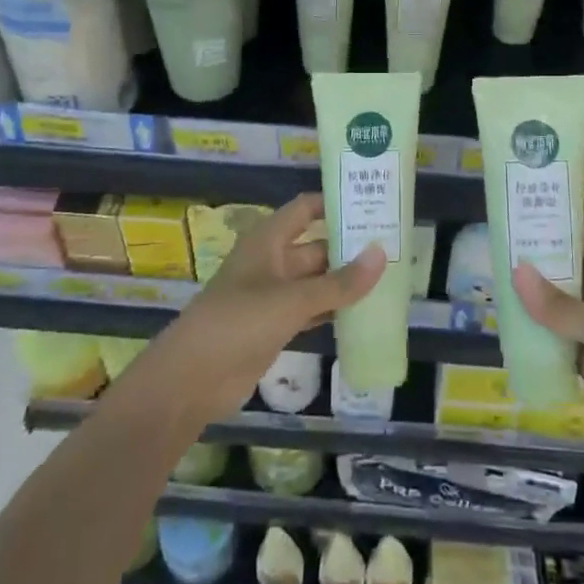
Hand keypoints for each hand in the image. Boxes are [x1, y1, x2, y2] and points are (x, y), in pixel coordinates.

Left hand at [152, 194, 385, 424]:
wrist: (190, 380)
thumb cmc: (238, 323)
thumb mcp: (292, 300)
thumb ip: (339, 282)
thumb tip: (382, 254)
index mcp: (268, 240)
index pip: (305, 209)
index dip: (334, 203)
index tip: (372, 202)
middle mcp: (271, 262)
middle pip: (316, 246)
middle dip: (349, 248)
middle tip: (394, 247)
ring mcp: (272, 296)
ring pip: (316, 281)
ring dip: (344, 281)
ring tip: (388, 278)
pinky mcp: (274, 327)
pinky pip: (311, 310)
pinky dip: (333, 310)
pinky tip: (363, 312)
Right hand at [513, 230, 583, 465]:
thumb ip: (563, 307)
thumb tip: (516, 270)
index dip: (552, 229)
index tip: (511, 223)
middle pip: (572, 271)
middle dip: (537, 266)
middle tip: (492, 256)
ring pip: (565, 308)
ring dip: (536, 303)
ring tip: (491, 290)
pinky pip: (565, 342)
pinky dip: (542, 338)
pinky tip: (509, 333)